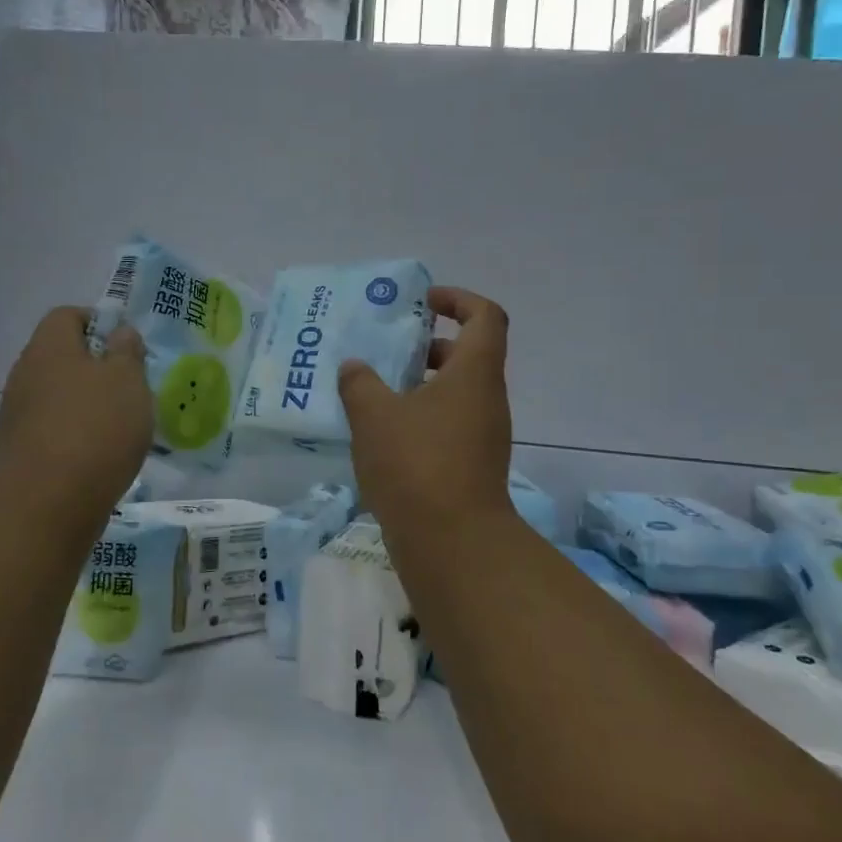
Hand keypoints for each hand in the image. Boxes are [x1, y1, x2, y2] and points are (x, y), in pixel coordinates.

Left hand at [0, 306, 151, 512]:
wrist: (47, 501)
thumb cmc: (96, 427)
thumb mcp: (128, 380)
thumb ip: (127, 352)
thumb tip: (120, 333)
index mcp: (49, 347)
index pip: (67, 315)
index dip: (97, 322)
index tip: (125, 345)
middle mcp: (25, 373)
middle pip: (60, 356)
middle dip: (94, 367)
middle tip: (128, 386)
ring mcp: (16, 414)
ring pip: (55, 395)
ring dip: (83, 403)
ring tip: (117, 425)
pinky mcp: (18, 450)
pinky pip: (50, 429)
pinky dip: (73, 434)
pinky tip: (97, 455)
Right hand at [338, 287, 515, 542]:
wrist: (452, 543)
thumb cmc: (416, 463)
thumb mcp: (374, 415)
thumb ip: (360, 383)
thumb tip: (354, 367)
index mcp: (474, 373)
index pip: (485, 316)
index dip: (458, 299)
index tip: (422, 302)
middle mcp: (486, 399)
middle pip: (468, 354)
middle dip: (429, 345)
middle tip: (389, 349)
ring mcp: (483, 435)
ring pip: (456, 392)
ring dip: (420, 384)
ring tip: (375, 390)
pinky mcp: (471, 465)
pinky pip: (448, 423)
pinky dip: (421, 416)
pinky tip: (382, 432)